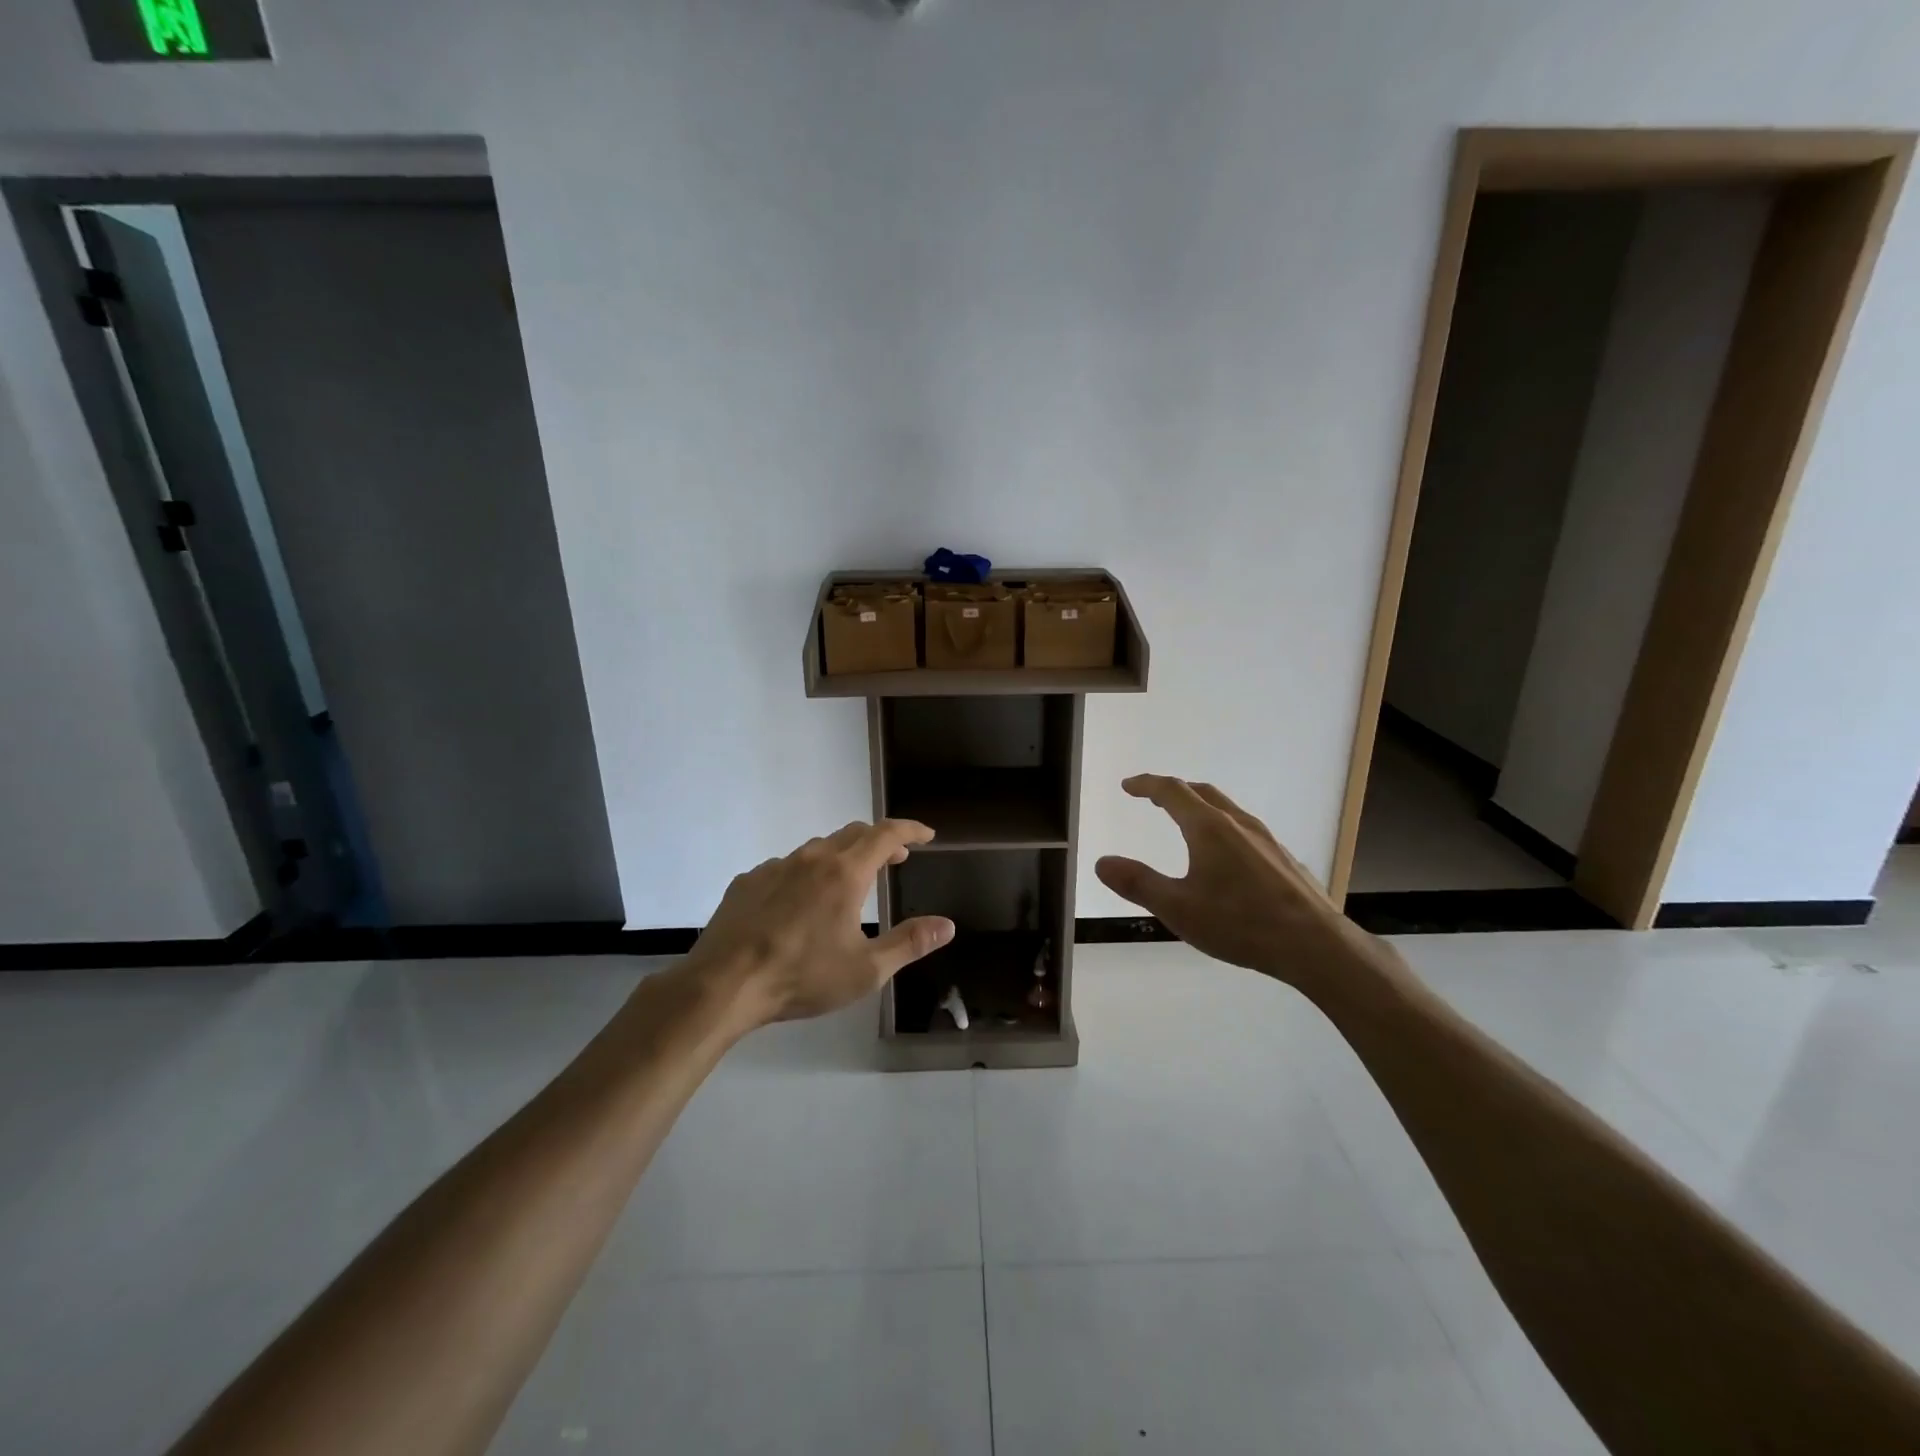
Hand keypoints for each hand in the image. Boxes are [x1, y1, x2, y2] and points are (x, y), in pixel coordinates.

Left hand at [684, 819, 955, 1030]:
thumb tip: (947, 925)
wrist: (723, 984)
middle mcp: (811, 858)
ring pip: (817, 848)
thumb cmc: (801, 976)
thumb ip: (910, 943)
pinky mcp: (747, 882)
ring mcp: (775, 867)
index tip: (926, 835)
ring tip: (849, 881)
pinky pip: (786, 866)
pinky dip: (806, 873)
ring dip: (842, 855)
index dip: (910, 830)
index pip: (886, 834)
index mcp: (845, 873)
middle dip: (880, 841)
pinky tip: (799, 902)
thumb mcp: (866, 970)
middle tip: (895, 859)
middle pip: (853, 833)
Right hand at [1095, 775, 1385, 992]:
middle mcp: (1238, 824)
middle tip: (1153, 798)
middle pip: (1201, 792)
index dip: (1147, 785)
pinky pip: (1244, 828)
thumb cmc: (1240, 923)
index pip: (1172, 791)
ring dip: (1200, 807)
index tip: (1128, 785)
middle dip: (1173, 791)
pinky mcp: (1283, 858)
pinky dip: (1221, 826)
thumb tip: (1101, 862)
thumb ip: (1138, 884)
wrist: (1315, 945)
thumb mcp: (1178, 908)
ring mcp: (1266, 839)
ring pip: (1226, 809)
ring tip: (1186, 823)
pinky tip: (1225, 857)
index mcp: (1209, 828)